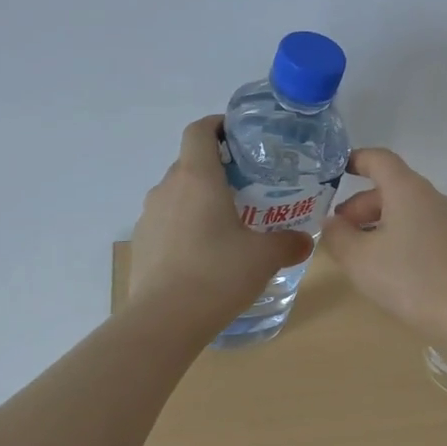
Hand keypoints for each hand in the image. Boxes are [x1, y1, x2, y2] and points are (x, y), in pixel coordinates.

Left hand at [129, 116, 312, 323]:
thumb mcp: (264, 257)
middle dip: (216, 169)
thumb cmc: (218, 273)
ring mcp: (149, 216)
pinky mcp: (142, 244)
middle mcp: (168, 188)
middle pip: (189, 163)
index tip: (238, 135)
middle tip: (247, 187)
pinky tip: (205, 254)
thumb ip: (288, 243)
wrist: (164, 320)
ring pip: (177, 194)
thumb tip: (304, 241)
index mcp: (197, 177)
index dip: (217, 125)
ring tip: (227, 223)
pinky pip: (167, 222)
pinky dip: (186, 226)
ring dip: (199, 200)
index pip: (199, 131)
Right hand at [321, 149, 446, 341]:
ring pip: (407, 208)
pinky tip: (389, 264)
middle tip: (340, 230)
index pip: (379, 159)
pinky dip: (400, 234)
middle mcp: (432, 197)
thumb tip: (333, 222)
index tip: (335, 170)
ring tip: (359, 250)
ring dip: (379, 221)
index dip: (355, 159)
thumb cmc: (408, 278)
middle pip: (392, 186)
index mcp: (408, 190)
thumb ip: (338, 235)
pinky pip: (422, 226)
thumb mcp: (358, 259)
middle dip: (361, 204)